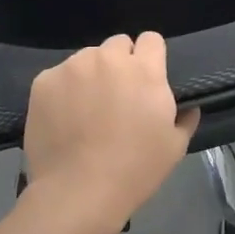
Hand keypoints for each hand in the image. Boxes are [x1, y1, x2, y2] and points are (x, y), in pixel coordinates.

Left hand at [21, 33, 199, 233]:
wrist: (76, 194)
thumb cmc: (133, 171)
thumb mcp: (173, 149)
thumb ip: (184, 119)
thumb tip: (190, 107)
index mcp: (144, 70)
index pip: (151, 39)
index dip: (150, 57)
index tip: (145, 79)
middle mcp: (108, 58)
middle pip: (117, 45)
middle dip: (119, 63)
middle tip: (116, 96)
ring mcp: (74, 67)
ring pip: (87, 59)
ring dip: (91, 75)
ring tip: (86, 109)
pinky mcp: (45, 81)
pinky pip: (59, 76)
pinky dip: (63, 91)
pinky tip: (63, 118)